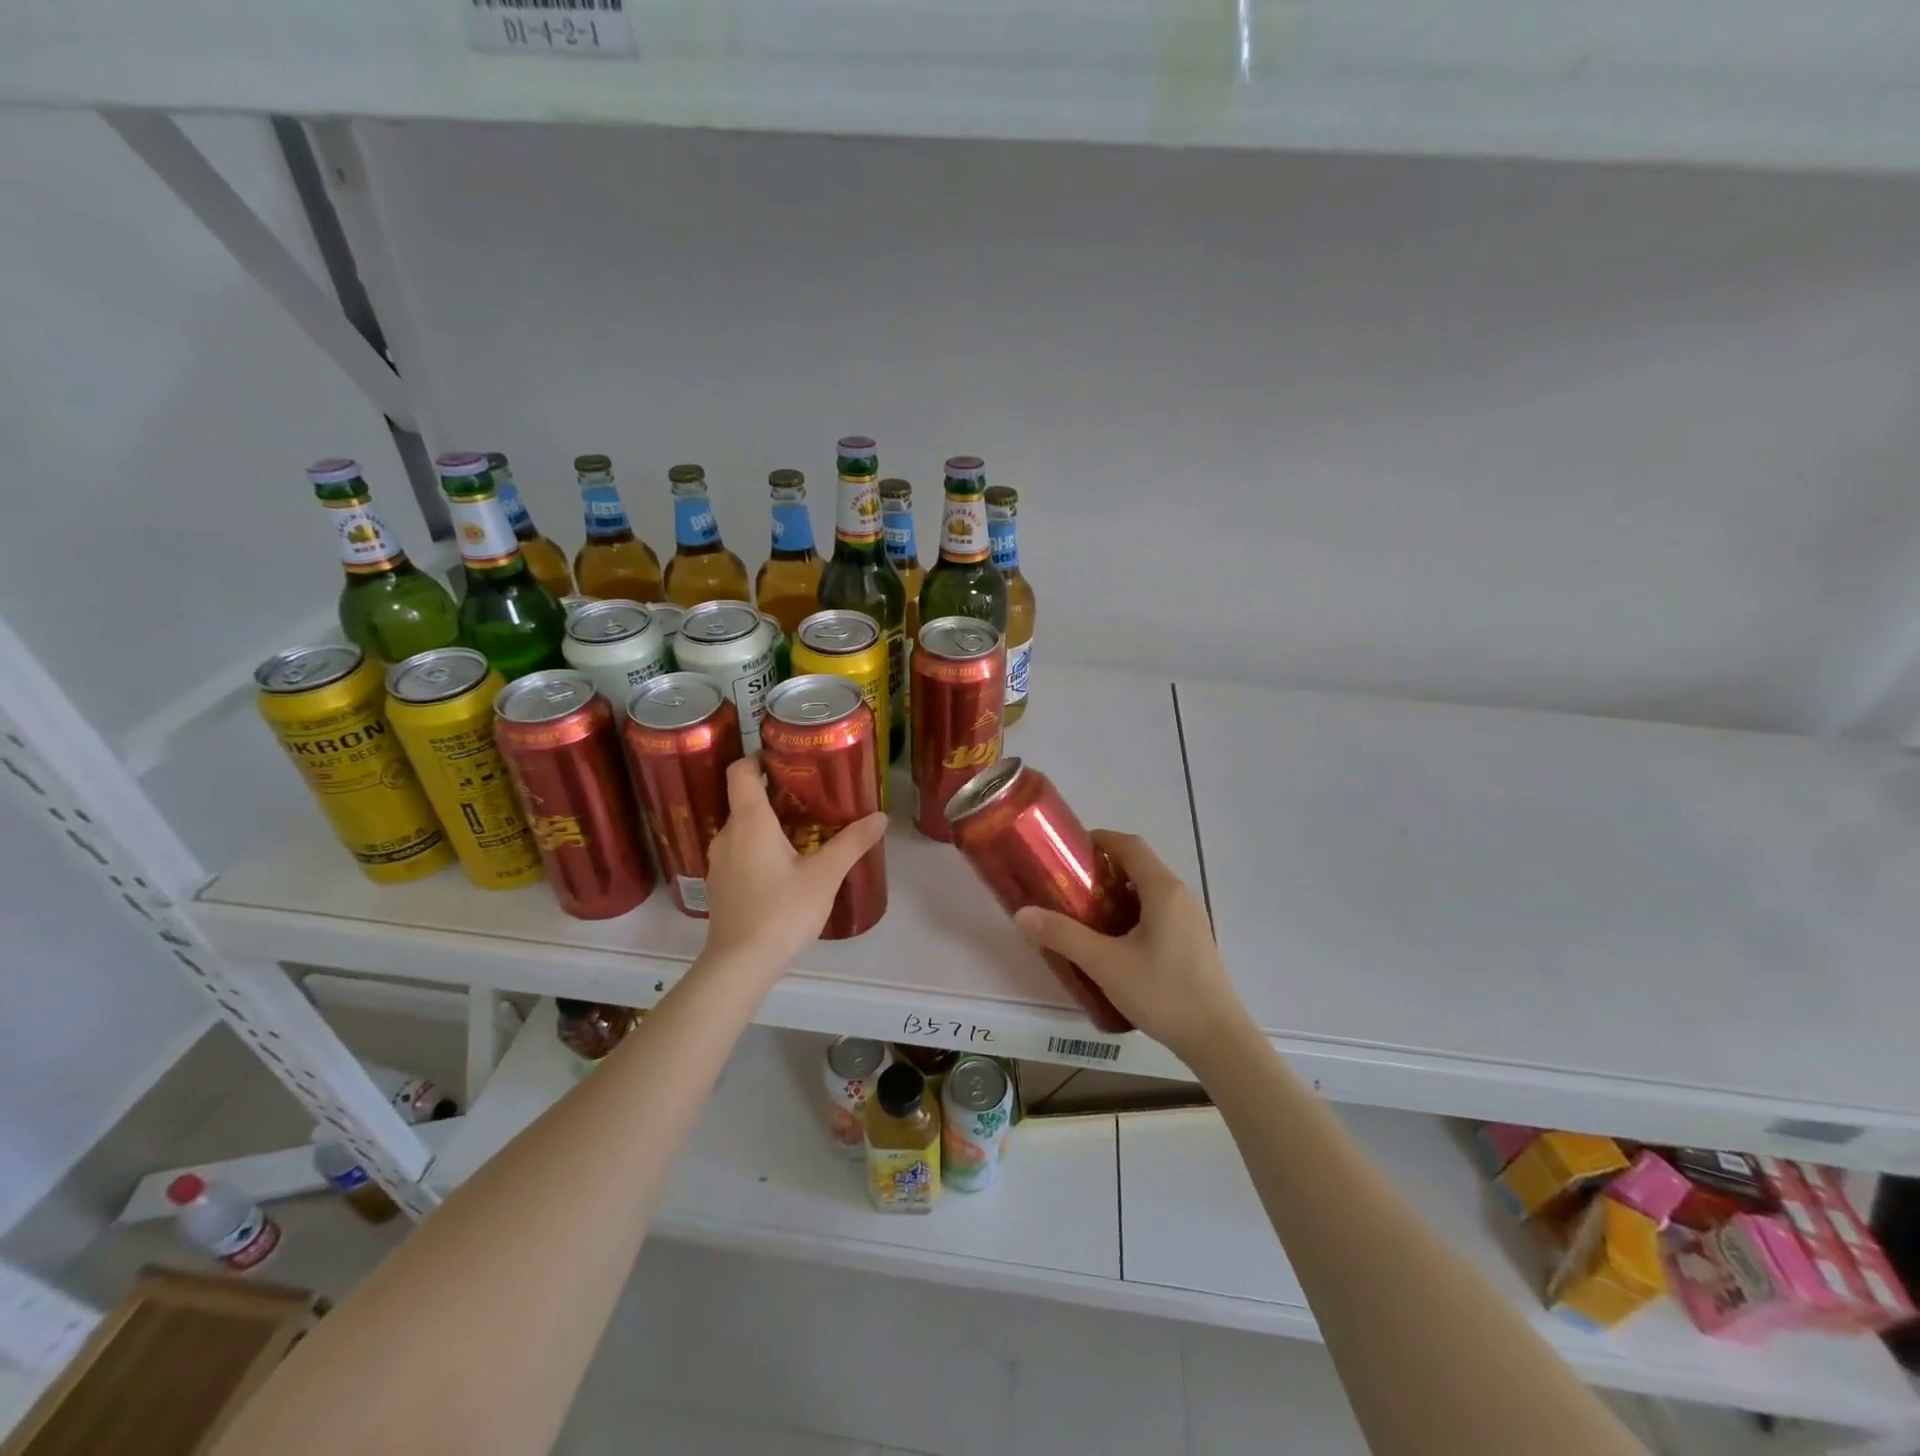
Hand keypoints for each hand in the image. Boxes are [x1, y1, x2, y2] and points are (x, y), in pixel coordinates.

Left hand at [699, 756, 887, 975]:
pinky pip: (739, 850)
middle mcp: (727, 834)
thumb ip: (852, 843)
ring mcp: (719, 861)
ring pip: (742, 827)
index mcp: (750, 821)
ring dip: (767, 822)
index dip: (758, 757)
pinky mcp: (720, 884)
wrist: (740, 964)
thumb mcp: (825, 875)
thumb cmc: (782, 911)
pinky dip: (758, 846)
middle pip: (744, 798)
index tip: (785, 757)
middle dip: (774, 792)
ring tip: (802, 828)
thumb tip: (881, 817)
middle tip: (809, 793)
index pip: (742, 771)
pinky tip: (784, 864)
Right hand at [1014, 830, 1253, 1064]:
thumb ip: (1063, 936)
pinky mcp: (1192, 943)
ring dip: (1117, 893)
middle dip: (1103, 869)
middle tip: (1068, 885)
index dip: (1099, 839)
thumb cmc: (1162, 992)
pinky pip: (1157, 913)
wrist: (1217, 1040)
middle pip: (1139, 866)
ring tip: (1084, 914)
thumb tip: (1022, 913)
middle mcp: (1180, 896)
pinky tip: (1113, 943)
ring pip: (1148, 892)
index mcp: (1163, 890)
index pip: (1129, 845)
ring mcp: (1190, 920)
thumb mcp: (1105, 964)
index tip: (1068, 850)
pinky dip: (1132, 913)